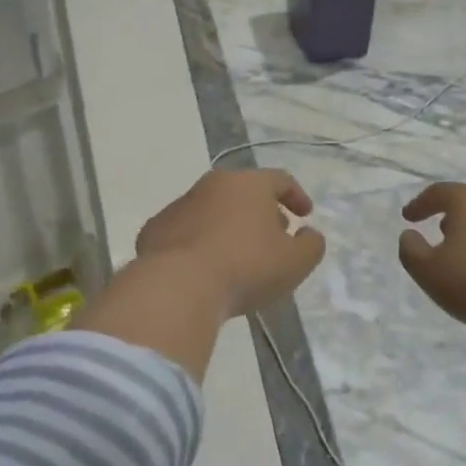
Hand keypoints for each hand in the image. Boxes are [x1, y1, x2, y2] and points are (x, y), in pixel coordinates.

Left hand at [135, 169, 325, 319]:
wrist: (177, 286)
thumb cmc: (245, 267)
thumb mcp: (295, 262)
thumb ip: (311, 245)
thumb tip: (308, 234)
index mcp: (248, 184)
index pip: (280, 179)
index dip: (296, 196)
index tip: (305, 216)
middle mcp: (212, 185)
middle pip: (243, 192)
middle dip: (261, 212)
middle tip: (273, 237)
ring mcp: (179, 205)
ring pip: (212, 210)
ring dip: (228, 227)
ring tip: (237, 257)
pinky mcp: (154, 230)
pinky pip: (186, 232)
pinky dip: (199, 243)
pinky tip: (204, 269)